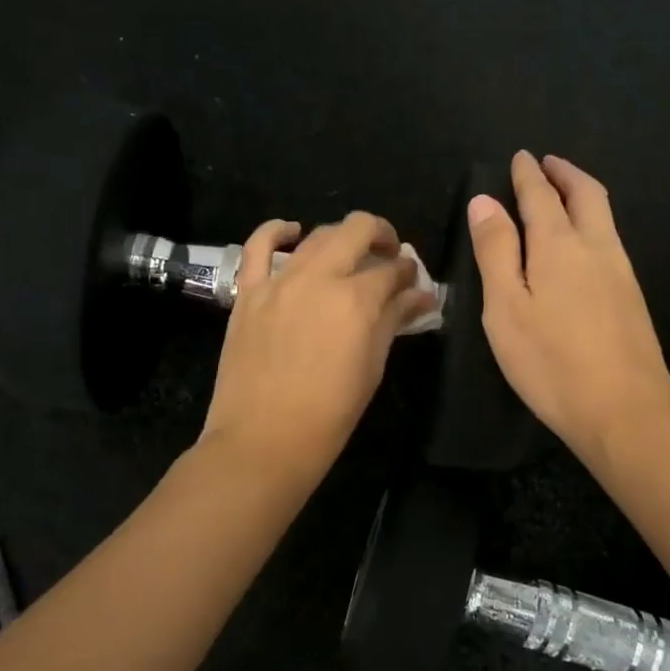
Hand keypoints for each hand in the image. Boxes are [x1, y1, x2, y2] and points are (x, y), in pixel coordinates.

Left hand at [202, 211, 434, 484]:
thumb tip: (421, 298)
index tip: (413, 283)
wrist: (263, 440)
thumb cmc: (329, 414)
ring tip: (350, 254)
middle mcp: (319, 278)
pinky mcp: (248, 291)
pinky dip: (277, 231)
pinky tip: (291, 231)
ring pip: (316, 235)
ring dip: (341, 237)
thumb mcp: (372, 367)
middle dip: (381, 236)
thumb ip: (394, 322)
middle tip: (388, 256)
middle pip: (357, 230)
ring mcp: (279, 281)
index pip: (393, 270)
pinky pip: (258, 246)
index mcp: (357, 300)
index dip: (408, 273)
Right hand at [467, 152, 669, 464]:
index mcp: (559, 245)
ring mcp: (621, 271)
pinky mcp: (632, 296)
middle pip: (585, 194)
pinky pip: (610, 239)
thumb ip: (496, 252)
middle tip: (548, 163)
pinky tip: (583, 242)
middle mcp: (596, 247)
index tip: (522, 156)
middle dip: (565, 173)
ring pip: (604, 216)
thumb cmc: (552, 362)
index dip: (528, 174)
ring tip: (564, 193)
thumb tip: (484, 202)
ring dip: (582, 194)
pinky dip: (593, 221)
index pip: (541, 196)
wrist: (625, 410)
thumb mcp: (506, 308)